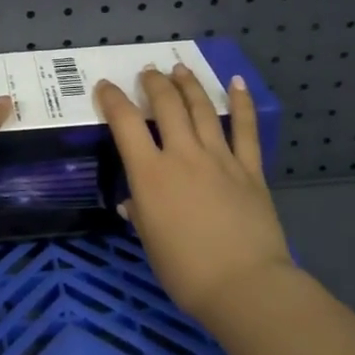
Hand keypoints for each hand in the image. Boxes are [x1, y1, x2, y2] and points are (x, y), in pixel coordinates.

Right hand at [96, 65, 295, 323]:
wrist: (245, 285)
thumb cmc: (186, 271)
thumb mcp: (149, 242)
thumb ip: (140, 213)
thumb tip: (133, 202)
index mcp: (150, 174)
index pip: (125, 124)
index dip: (112, 100)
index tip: (105, 87)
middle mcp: (183, 155)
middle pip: (166, 105)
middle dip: (154, 83)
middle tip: (148, 72)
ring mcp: (220, 158)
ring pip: (202, 108)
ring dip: (189, 84)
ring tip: (180, 69)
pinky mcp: (250, 168)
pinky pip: (245, 129)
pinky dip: (241, 103)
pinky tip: (237, 83)